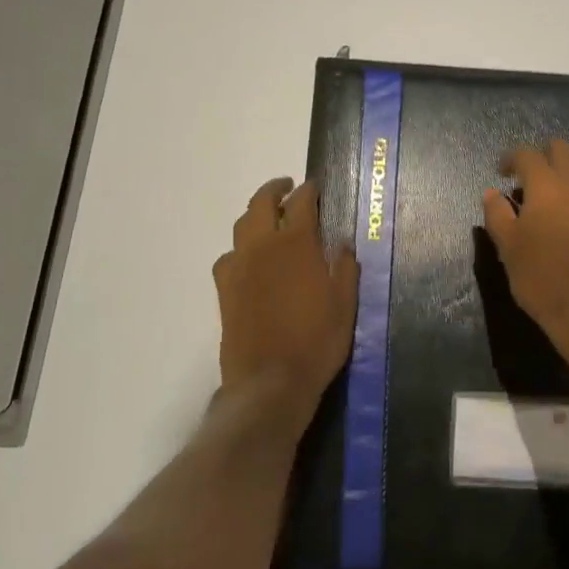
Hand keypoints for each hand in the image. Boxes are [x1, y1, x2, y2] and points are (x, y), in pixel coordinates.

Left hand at [213, 178, 358, 435]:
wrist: (269, 381)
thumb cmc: (316, 341)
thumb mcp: (345, 304)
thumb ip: (345, 267)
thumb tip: (342, 243)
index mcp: (296, 244)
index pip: (301, 202)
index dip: (309, 191)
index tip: (315, 187)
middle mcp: (262, 246)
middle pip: (261, 203)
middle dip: (275, 189)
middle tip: (288, 188)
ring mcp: (238, 266)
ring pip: (241, 225)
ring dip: (256, 214)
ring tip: (269, 218)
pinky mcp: (224, 289)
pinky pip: (229, 255)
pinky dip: (241, 247)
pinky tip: (250, 259)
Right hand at [481, 140, 568, 345]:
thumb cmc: (541, 277)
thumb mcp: (508, 247)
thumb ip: (497, 214)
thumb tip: (492, 193)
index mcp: (546, 184)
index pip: (527, 154)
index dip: (511, 158)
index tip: (502, 171)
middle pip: (562, 149)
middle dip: (544, 156)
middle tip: (530, 177)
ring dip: (568, 170)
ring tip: (556, 193)